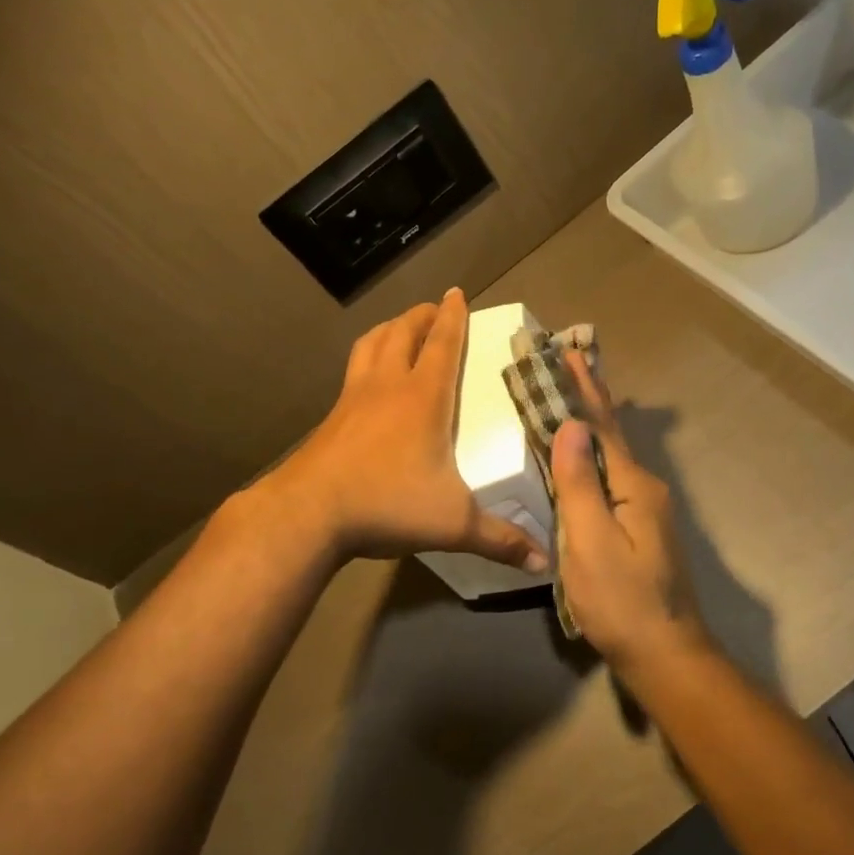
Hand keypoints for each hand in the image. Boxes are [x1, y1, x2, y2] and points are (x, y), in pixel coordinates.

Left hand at [268, 289, 548, 571]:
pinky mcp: (331, 417)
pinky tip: (368, 379)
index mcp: (423, 398)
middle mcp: (388, 387)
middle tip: (433, 309)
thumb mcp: (453, 525)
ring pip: (371, 344)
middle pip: (402, 332)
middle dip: (421, 315)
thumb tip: (545, 562)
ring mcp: (353, 398)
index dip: (452, 316)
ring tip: (400, 329)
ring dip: (389, 329)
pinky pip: (352, 371)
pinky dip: (365, 359)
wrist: (309, 513)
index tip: (456, 292)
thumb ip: (500, 540)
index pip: (442, 343)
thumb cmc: (387, 504)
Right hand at [550, 351, 706, 673]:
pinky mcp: (639, 531)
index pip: (603, 425)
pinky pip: (610, 480)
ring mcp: (646, 511)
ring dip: (590, 425)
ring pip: (611, 457)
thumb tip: (571, 425)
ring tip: (570, 399)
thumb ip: (578, 483)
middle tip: (569, 362)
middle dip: (589, 398)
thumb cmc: (621, 601)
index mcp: (634, 486)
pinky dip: (592, 457)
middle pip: (611, 435)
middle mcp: (645, 489)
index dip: (584, 388)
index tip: (568, 351)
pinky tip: (581, 459)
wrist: (664, 655)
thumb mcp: (592, 541)